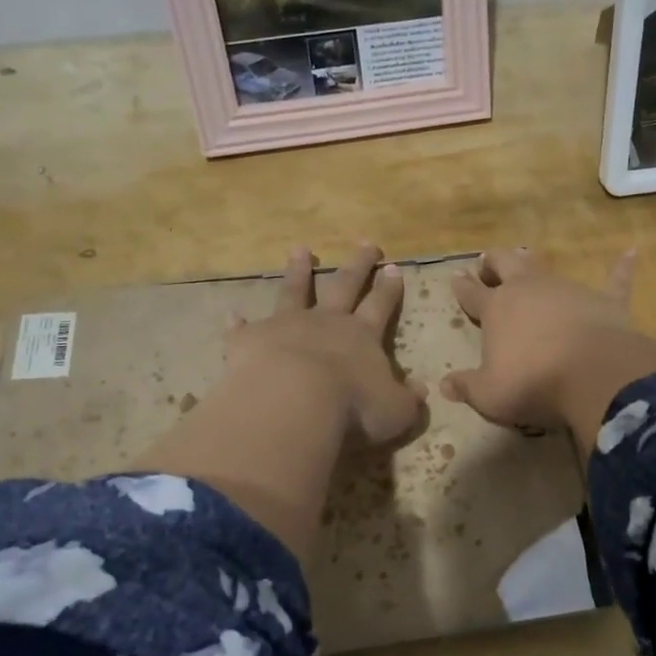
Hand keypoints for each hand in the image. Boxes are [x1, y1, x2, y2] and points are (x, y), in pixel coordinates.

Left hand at [226, 243, 423, 445]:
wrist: (293, 401)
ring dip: (298, 271)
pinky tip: (233, 315)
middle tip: (366, 244)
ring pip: (295, 291)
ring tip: (299, 249)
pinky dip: (239, 322)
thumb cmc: (352, 407)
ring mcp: (286, 325)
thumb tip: (422, 389)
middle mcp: (326, 322)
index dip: (389, 289)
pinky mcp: (251, 339)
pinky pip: (244, 328)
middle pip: (344, 285)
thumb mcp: (394, 411)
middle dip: (357, 265)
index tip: (394, 268)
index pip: (380, 306)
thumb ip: (408, 399)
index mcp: (362, 337)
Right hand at [440, 248, 655, 452]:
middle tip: (487, 262)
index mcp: (497, 309)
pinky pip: (614, 280)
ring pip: (546, 268)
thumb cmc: (533, 383)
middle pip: (506, 264)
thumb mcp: (489, 394)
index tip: (455, 277)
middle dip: (494, 262)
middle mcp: (529, 290)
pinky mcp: (605, 301)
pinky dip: (621, 267)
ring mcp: (568, 290)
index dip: (462, 287)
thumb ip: (467, 387)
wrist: (593, 376)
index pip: (472, 294)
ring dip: (534, 263)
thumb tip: (444, 385)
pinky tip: (632, 253)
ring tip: (526, 256)